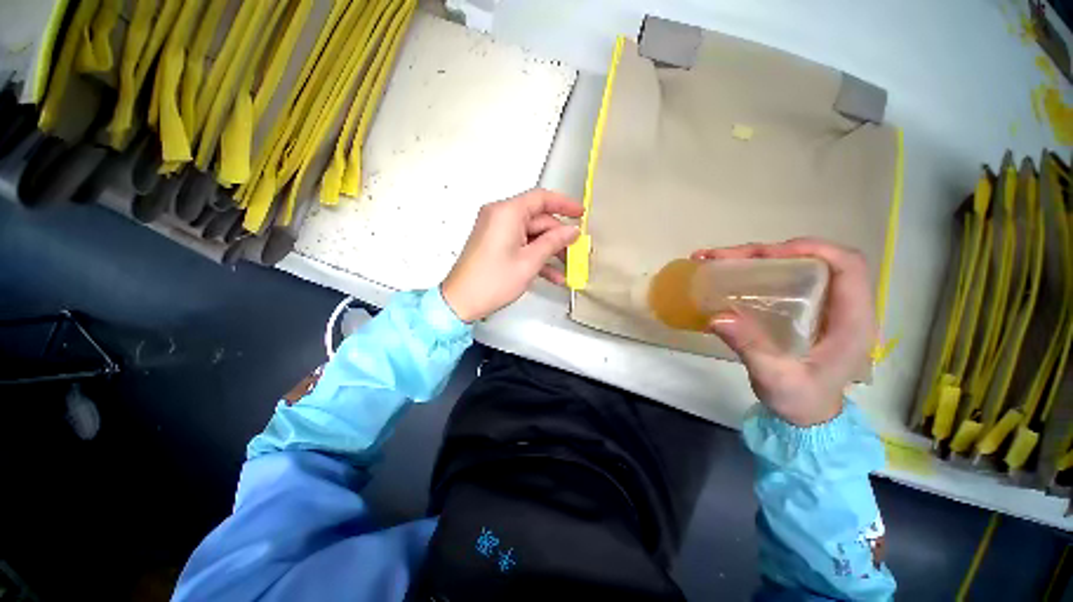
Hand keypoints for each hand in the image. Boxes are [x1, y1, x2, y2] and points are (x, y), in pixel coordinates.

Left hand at [442, 188, 582, 321]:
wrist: (461, 301)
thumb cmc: (492, 281)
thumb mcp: (530, 262)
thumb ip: (554, 242)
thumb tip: (572, 231)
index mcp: (507, 212)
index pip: (541, 198)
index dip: (564, 204)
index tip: (581, 214)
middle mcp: (500, 215)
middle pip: (538, 219)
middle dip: (558, 236)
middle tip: (576, 251)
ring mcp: (496, 230)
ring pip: (531, 234)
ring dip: (549, 250)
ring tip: (566, 268)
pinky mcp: (494, 243)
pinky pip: (521, 244)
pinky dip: (535, 256)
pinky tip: (552, 275)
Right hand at [691, 238, 875, 426]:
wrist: (807, 418)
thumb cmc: (801, 401)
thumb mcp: (776, 378)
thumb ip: (751, 348)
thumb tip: (717, 315)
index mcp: (852, 320)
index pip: (847, 265)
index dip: (812, 249)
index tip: (767, 253)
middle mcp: (841, 306)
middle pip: (813, 260)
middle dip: (768, 252)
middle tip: (724, 257)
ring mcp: (822, 306)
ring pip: (795, 266)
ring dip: (757, 259)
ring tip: (717, 260)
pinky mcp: (803, 310)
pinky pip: (783, 279)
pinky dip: (755, 271)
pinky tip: (729, 275)